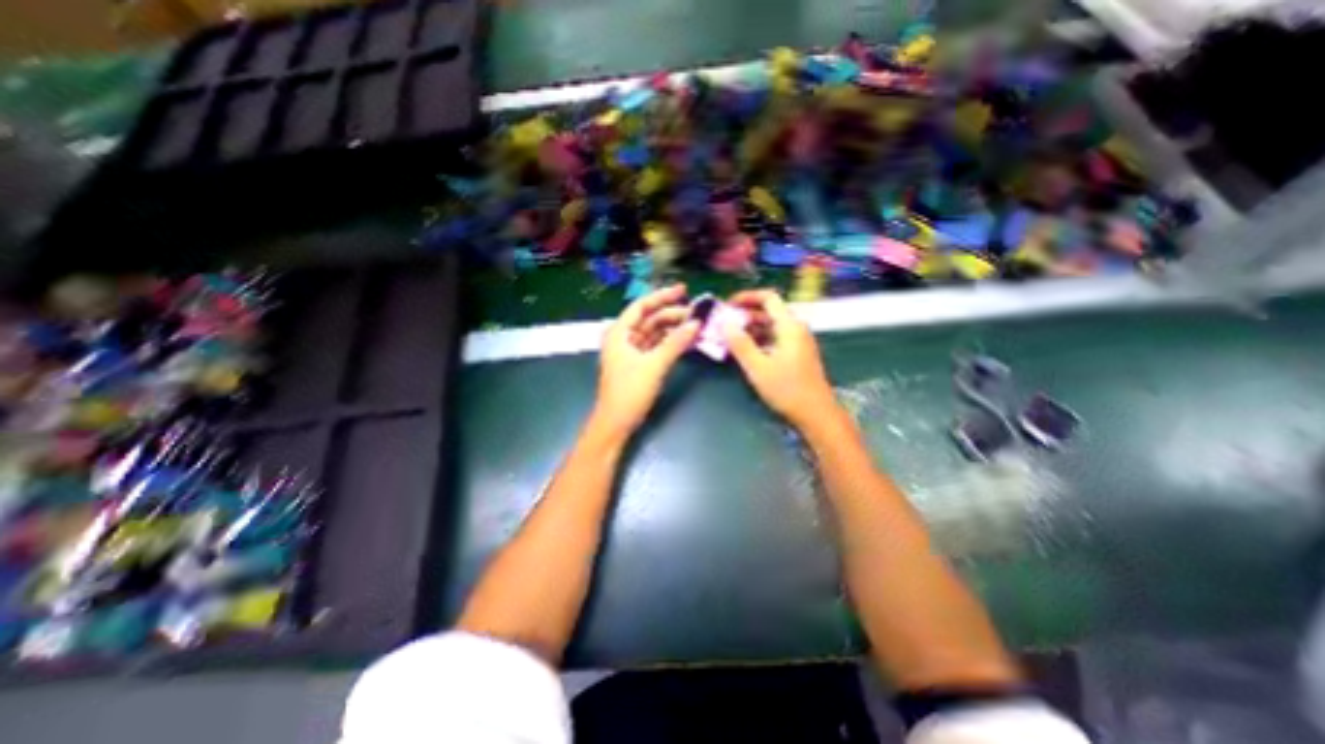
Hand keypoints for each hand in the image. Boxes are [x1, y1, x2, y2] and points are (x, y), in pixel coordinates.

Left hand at [595, 282, 703, 434]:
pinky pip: (656, 346)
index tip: (684, 290)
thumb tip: (696, 323)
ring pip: (654, 332)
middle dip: (672, 314)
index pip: (642, 306)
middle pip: (650, 318)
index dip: (662, 296)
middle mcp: (624, 337)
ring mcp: (631, 351)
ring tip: (695, 325)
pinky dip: (670, 342)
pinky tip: (686, 340)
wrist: (616, 423)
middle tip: (697, 313)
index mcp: (620, 332)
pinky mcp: (638, 363)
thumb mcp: (654, 365)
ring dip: (673, 328)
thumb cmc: (629, 391)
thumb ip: (676, 343)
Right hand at [721, 292, 830, 428]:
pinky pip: (774, 338)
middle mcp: (795, 329)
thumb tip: (725, 324)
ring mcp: (797, 342)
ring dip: (750, 328)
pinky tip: (744, 350)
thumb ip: (740, 344)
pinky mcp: (795, 354)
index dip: (746, 297)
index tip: (727, 305)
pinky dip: (758, 340)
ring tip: (729, 337)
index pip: (768, 298)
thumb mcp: (758, 367)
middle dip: (744, 315)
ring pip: (770, 326)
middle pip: (768, 312)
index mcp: (790, 326)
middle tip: (723, 323)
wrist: (816, 413)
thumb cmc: (787, 389)